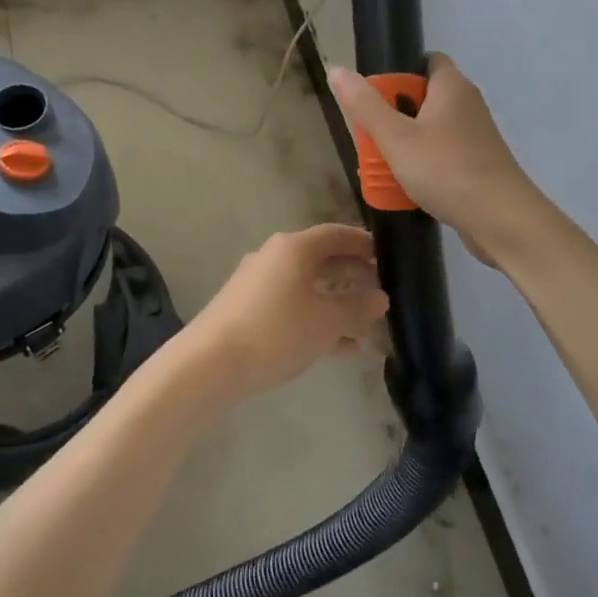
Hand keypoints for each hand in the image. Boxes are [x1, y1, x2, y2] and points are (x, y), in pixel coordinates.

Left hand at [178, 224, 388, 400]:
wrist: (210, 362)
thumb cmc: (276, 331)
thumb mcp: (326, 322)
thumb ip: (357, 308)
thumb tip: (380, 297)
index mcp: (294, 248)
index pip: (336, 234)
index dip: (363, 243)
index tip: (386, 256)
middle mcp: (274, 256)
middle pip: (321, 258)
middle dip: (351, 273)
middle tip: (379, 288)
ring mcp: (257, 282)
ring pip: (306, 285)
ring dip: (335, 301)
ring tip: (364, 323)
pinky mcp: (247, 308)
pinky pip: (291, 305)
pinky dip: (315, 318)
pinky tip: (339, 346)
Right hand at [328, 55, 541, 267]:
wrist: (501, 220)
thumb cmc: (446, 170)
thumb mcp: (396, 137)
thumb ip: (365, 105)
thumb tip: (336, 69)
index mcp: (452, 87)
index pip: (425, 61)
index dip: (398, 73)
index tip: (372, 95)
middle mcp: (467, 105)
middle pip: (422, 99)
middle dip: (392, 115)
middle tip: (368, 135)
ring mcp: (474, 138)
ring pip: (429, 131)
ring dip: (403, 145)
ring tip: (379, 164)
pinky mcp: (477, 166)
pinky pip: (440, 156)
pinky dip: (421, 166)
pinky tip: (404, 186)